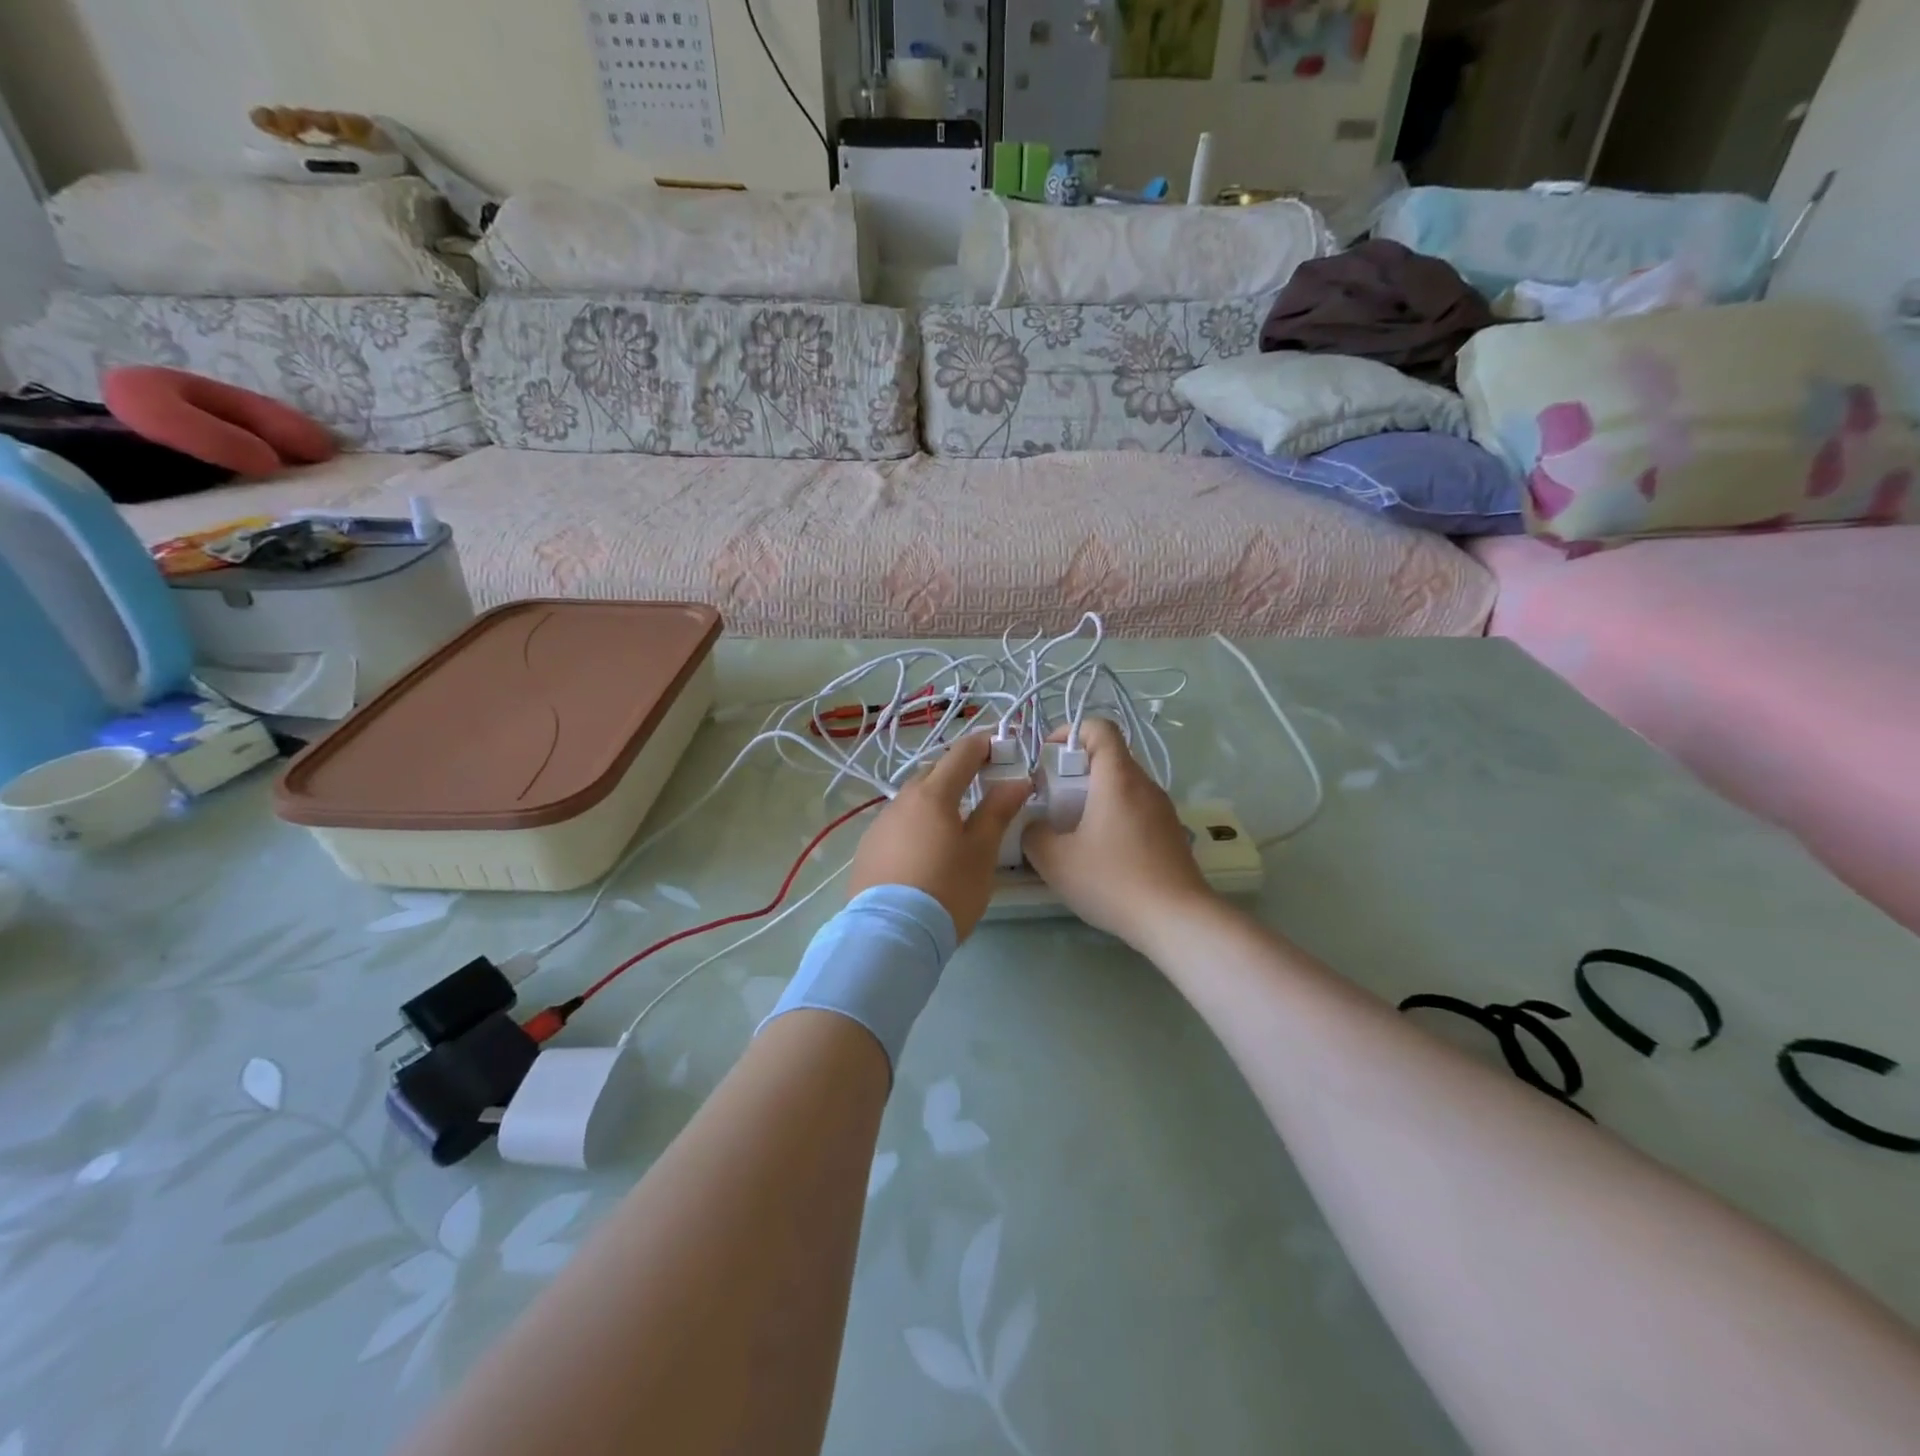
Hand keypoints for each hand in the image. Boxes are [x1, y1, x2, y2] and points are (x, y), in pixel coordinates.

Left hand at [847, 734, 1031, 939]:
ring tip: (955, 824)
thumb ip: (998, 811)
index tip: (1003, 747)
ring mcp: (880, 825)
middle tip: (983, 786)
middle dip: (958, 772)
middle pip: (933, 774)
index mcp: (933, 794)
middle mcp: (901, 800)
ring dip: (935, 801)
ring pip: (913, 800)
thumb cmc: (947, 889)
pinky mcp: (868, 849)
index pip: (962, 753)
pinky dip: (916, 825)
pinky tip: (925, 850)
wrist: (889, 934)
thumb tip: (1017, 780)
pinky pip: (898, 825)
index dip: (984, 745)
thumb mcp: (982, 852)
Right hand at [1021, 718, 1215, 946]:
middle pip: (1109, 758)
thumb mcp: (1056, 861)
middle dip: (1076, 772)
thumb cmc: (1112, 880)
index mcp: (1117, 777)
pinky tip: (1102, 855)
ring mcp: (1163, 809)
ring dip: (1095, 798)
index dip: (1069, 732)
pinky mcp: (1172, 834)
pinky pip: (1136, 811)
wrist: (1176, 919)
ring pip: (1123, 787)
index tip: (1048, 757)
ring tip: (1074, 832)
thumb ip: (1034, 834)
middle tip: (1053, 802)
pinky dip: (1114, 818)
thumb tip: (1036, 826)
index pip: (1100, 727)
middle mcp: (1145, 784)